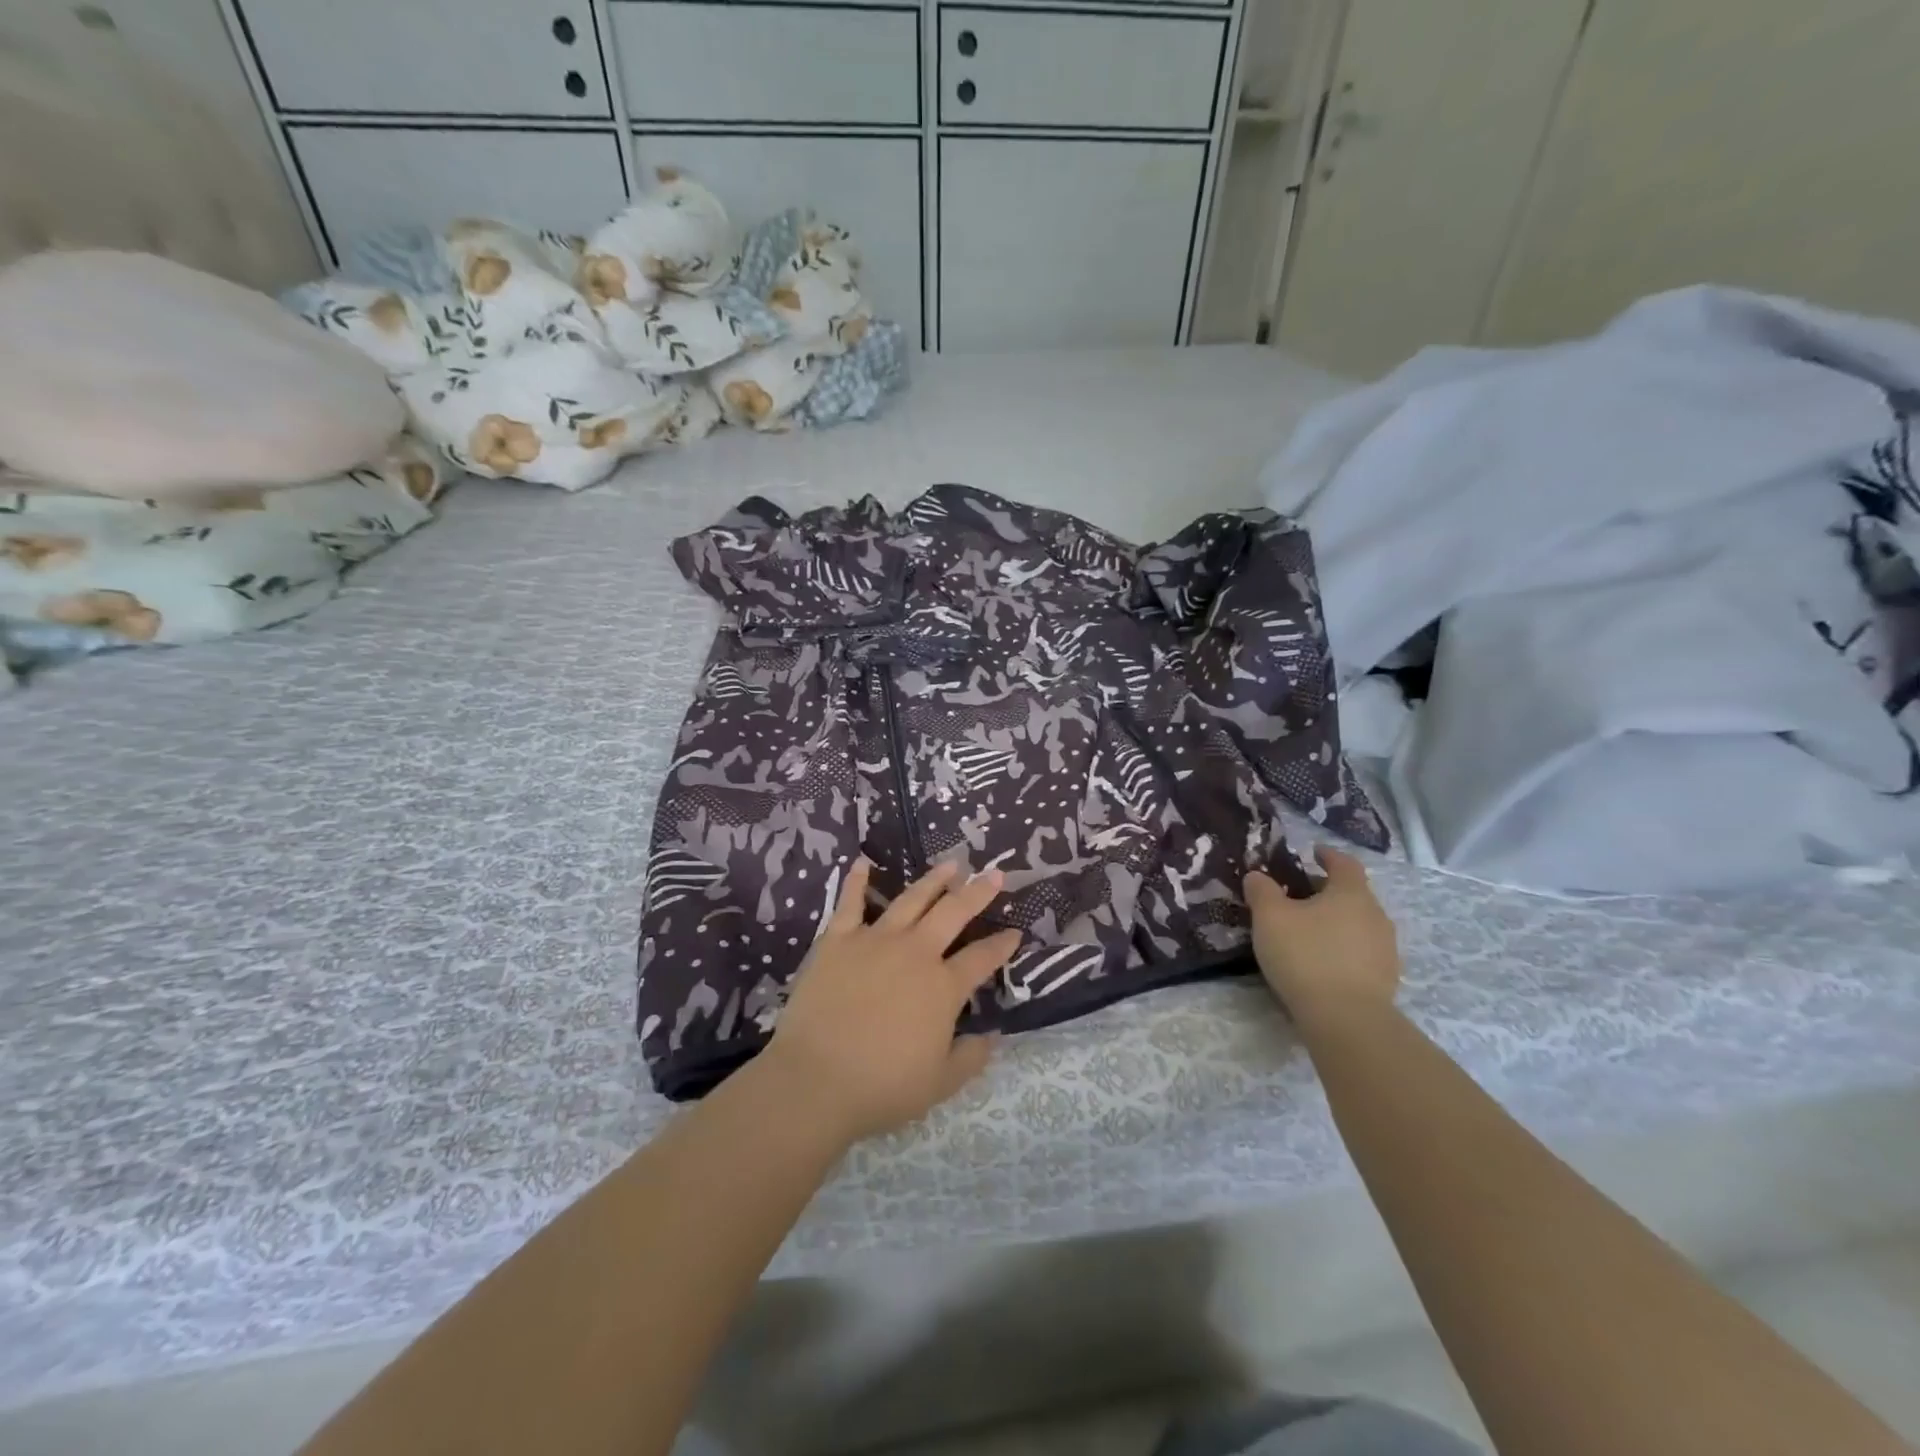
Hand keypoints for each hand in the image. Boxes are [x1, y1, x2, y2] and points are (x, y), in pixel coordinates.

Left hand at [766, 858, 1020, 1143]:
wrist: (816, 1080)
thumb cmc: (882, 1086)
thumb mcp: (940, 1083)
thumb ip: (971, 1057)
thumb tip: (992, 1035)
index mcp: (943, 987)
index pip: (982, 958)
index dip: (1002, 945)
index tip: (1015, 932)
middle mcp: (915, 953)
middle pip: (953, 913)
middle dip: (978, 892)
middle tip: (994, 874)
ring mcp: (875, 940)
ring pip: (911, 900)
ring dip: (933, 880)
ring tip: (951, 865)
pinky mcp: (838, 940)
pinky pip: (851, 903)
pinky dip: (858, 881)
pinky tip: (864, 863)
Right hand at [1244, 845, 1400, 1032]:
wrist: (1346, 1020)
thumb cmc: (1306, 956)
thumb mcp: (1270, 917)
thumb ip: (1262, 890)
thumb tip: (1258, 876)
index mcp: (1351, 893)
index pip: (1344, 863)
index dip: (1328, 855)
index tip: (1313, 853)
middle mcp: (1376, 915)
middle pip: (1352, 894)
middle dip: (1327, 892)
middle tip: (1298, 897)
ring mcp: (1385, 949)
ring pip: (1358, 924)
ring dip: (1336, 922)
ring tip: (1308, 932)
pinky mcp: (1386, 979)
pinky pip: (1361, 952)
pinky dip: (1342, 948)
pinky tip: (1321, 962)